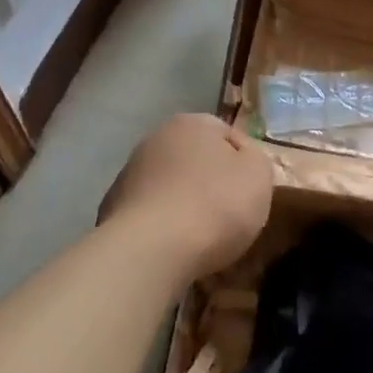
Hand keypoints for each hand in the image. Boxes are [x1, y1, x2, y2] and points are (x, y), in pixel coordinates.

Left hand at [100, 114, 272, 276]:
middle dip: (211, 181)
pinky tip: (174, 247)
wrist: (152, 249)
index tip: (252, 192)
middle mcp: (156, 138)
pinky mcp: (113, 207)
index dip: (244, 163)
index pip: (227, 135)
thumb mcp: (258, 175)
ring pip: (171, 185)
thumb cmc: (215, 204)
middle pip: (195, 159)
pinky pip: (151, 213)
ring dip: (185, 203)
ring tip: (202, 236)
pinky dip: (163, 224)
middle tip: (230, 214)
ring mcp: (129, 173)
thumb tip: (241, 158)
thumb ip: (255, 158)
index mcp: (192, 123)